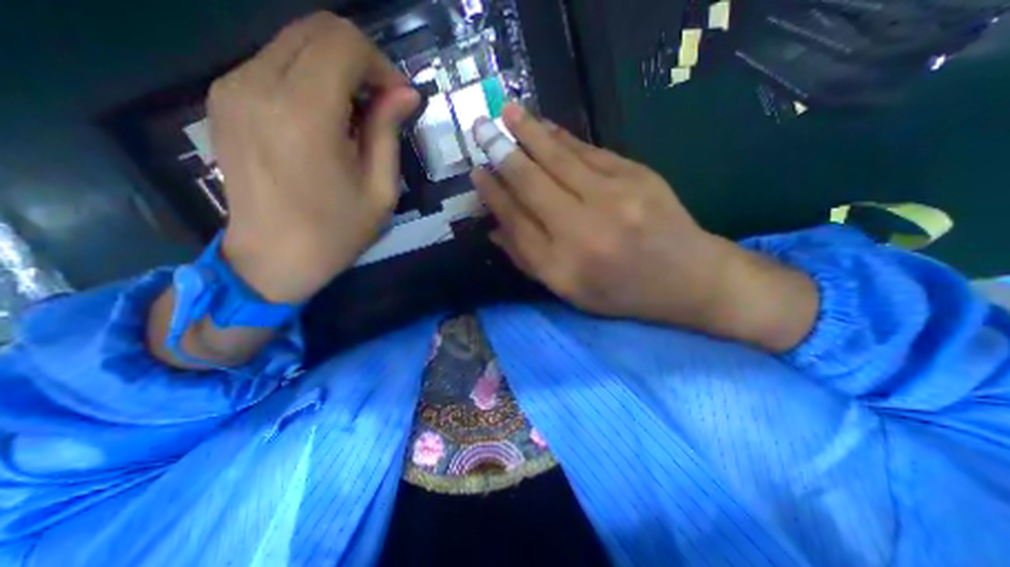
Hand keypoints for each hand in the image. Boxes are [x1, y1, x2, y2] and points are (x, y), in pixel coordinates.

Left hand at [211, 14, 419, 303]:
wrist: (273, 258)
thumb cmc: (337, 231)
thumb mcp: (380, 190)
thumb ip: (388, 133)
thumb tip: (405, 93)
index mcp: (304, 115)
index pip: (343, 43)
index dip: (380, 63)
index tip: (398, 98)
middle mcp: (258, 86)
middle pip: (316, 29)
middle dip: (360, 59)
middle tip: (382, 102)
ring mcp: (232, 87)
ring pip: (295, 42)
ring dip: (336, 69)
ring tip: (357, 114)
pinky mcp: (224, 98)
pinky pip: (275, 63)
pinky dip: (310, 78)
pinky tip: (326, 118)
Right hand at [469, 103, 815, 348]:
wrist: (687, 276)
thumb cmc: (621, 292)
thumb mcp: (569, 291)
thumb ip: (529, 260)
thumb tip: (494, 229)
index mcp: (564, 266)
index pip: (517, 221)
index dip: (493, 195)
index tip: (477, 174)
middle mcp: (583, 230)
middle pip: (532, 184)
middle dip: (502, 154)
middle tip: (481, 128)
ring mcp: (613, 197)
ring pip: (558, 159)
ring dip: (529, 133)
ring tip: (507, 112)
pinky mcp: (636, 175)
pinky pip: (589, 151)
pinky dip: (562, 137)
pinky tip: (544, 127)